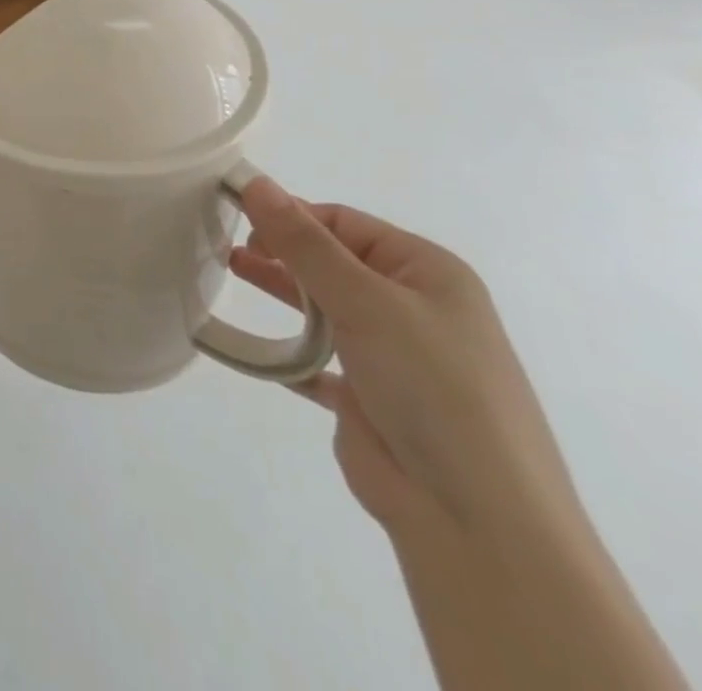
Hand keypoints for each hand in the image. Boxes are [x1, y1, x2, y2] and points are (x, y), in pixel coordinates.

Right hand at [232, 178, 580, 537]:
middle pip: (332, 262)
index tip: (235, 215)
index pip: (344, 223)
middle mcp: (414, 308)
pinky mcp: (368, 399)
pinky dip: (284, 349)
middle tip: (225, 246)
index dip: (290, 214)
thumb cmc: (432, 387)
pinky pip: (316, 360)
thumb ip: (304, 242)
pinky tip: (247, 342)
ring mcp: (393, 356)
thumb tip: (255, 182)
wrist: (476, 520)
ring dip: (280, 290)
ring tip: (228, 271)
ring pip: (323, 307)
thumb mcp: (365, 300)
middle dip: (280, 250)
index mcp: (428, 273)